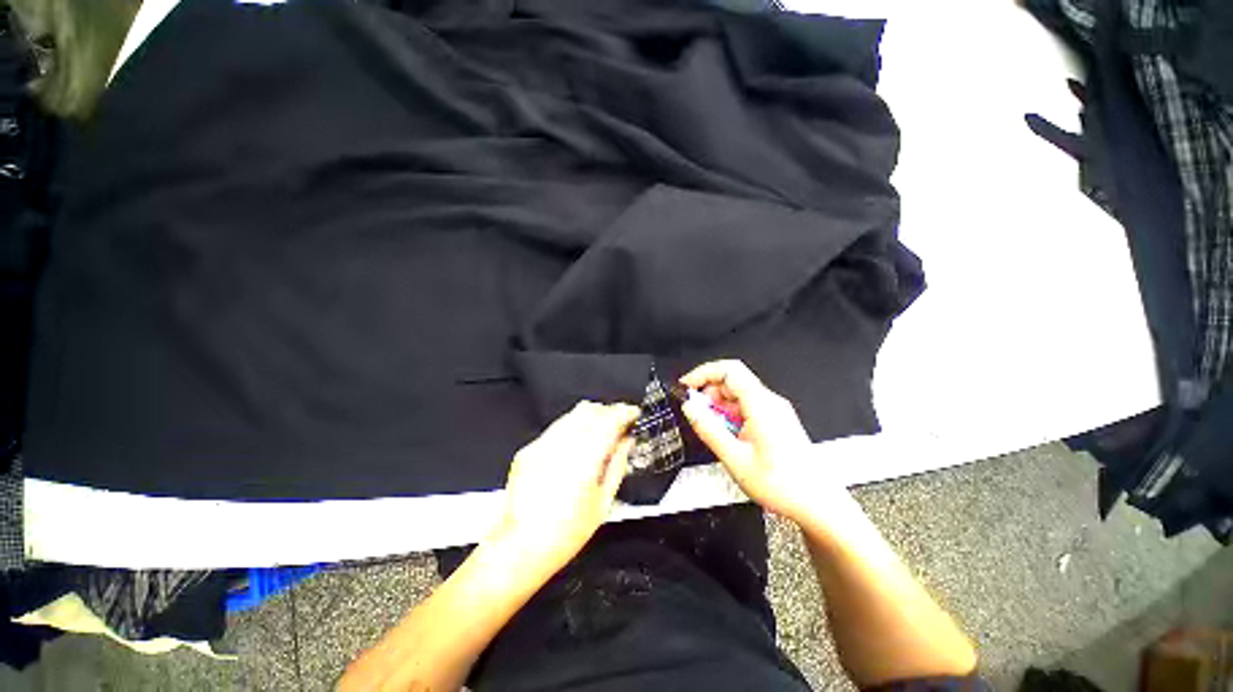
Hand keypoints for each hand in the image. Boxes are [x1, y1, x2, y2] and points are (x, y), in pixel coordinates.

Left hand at [489, 401, 638, 577]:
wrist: (519, 548)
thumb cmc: (566, 533)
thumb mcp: (602, 502)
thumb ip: (617, 465)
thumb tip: (627, 441)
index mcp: (585, 459)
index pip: (609, 420)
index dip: (624, 412)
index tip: (633, 413)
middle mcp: (562, 445)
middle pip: (589, 410)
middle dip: (607, 412)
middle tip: (618, 425)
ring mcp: (542, 445)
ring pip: (571, 415)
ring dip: (589, 418)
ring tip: (598, 435)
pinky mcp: (528, 450)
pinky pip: (555, 429)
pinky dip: (571, 429)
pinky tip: (574, 448)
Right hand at [680, 360, 844, 524]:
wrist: (818, 505)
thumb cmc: (782, 485)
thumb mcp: (735, 459)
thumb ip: (709, 430)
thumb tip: (689, 408)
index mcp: (762, 405)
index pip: (729, 370)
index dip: (703, 373)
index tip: (686, 387)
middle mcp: (769, 402)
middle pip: (732, 381)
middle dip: (709, 394)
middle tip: (696, 415)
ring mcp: (774, 411)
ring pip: (738, 395)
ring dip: (719, 407)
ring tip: (712, 431)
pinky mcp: (775, 420)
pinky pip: (746, 407)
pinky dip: (730, 416)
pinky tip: (728, 437)